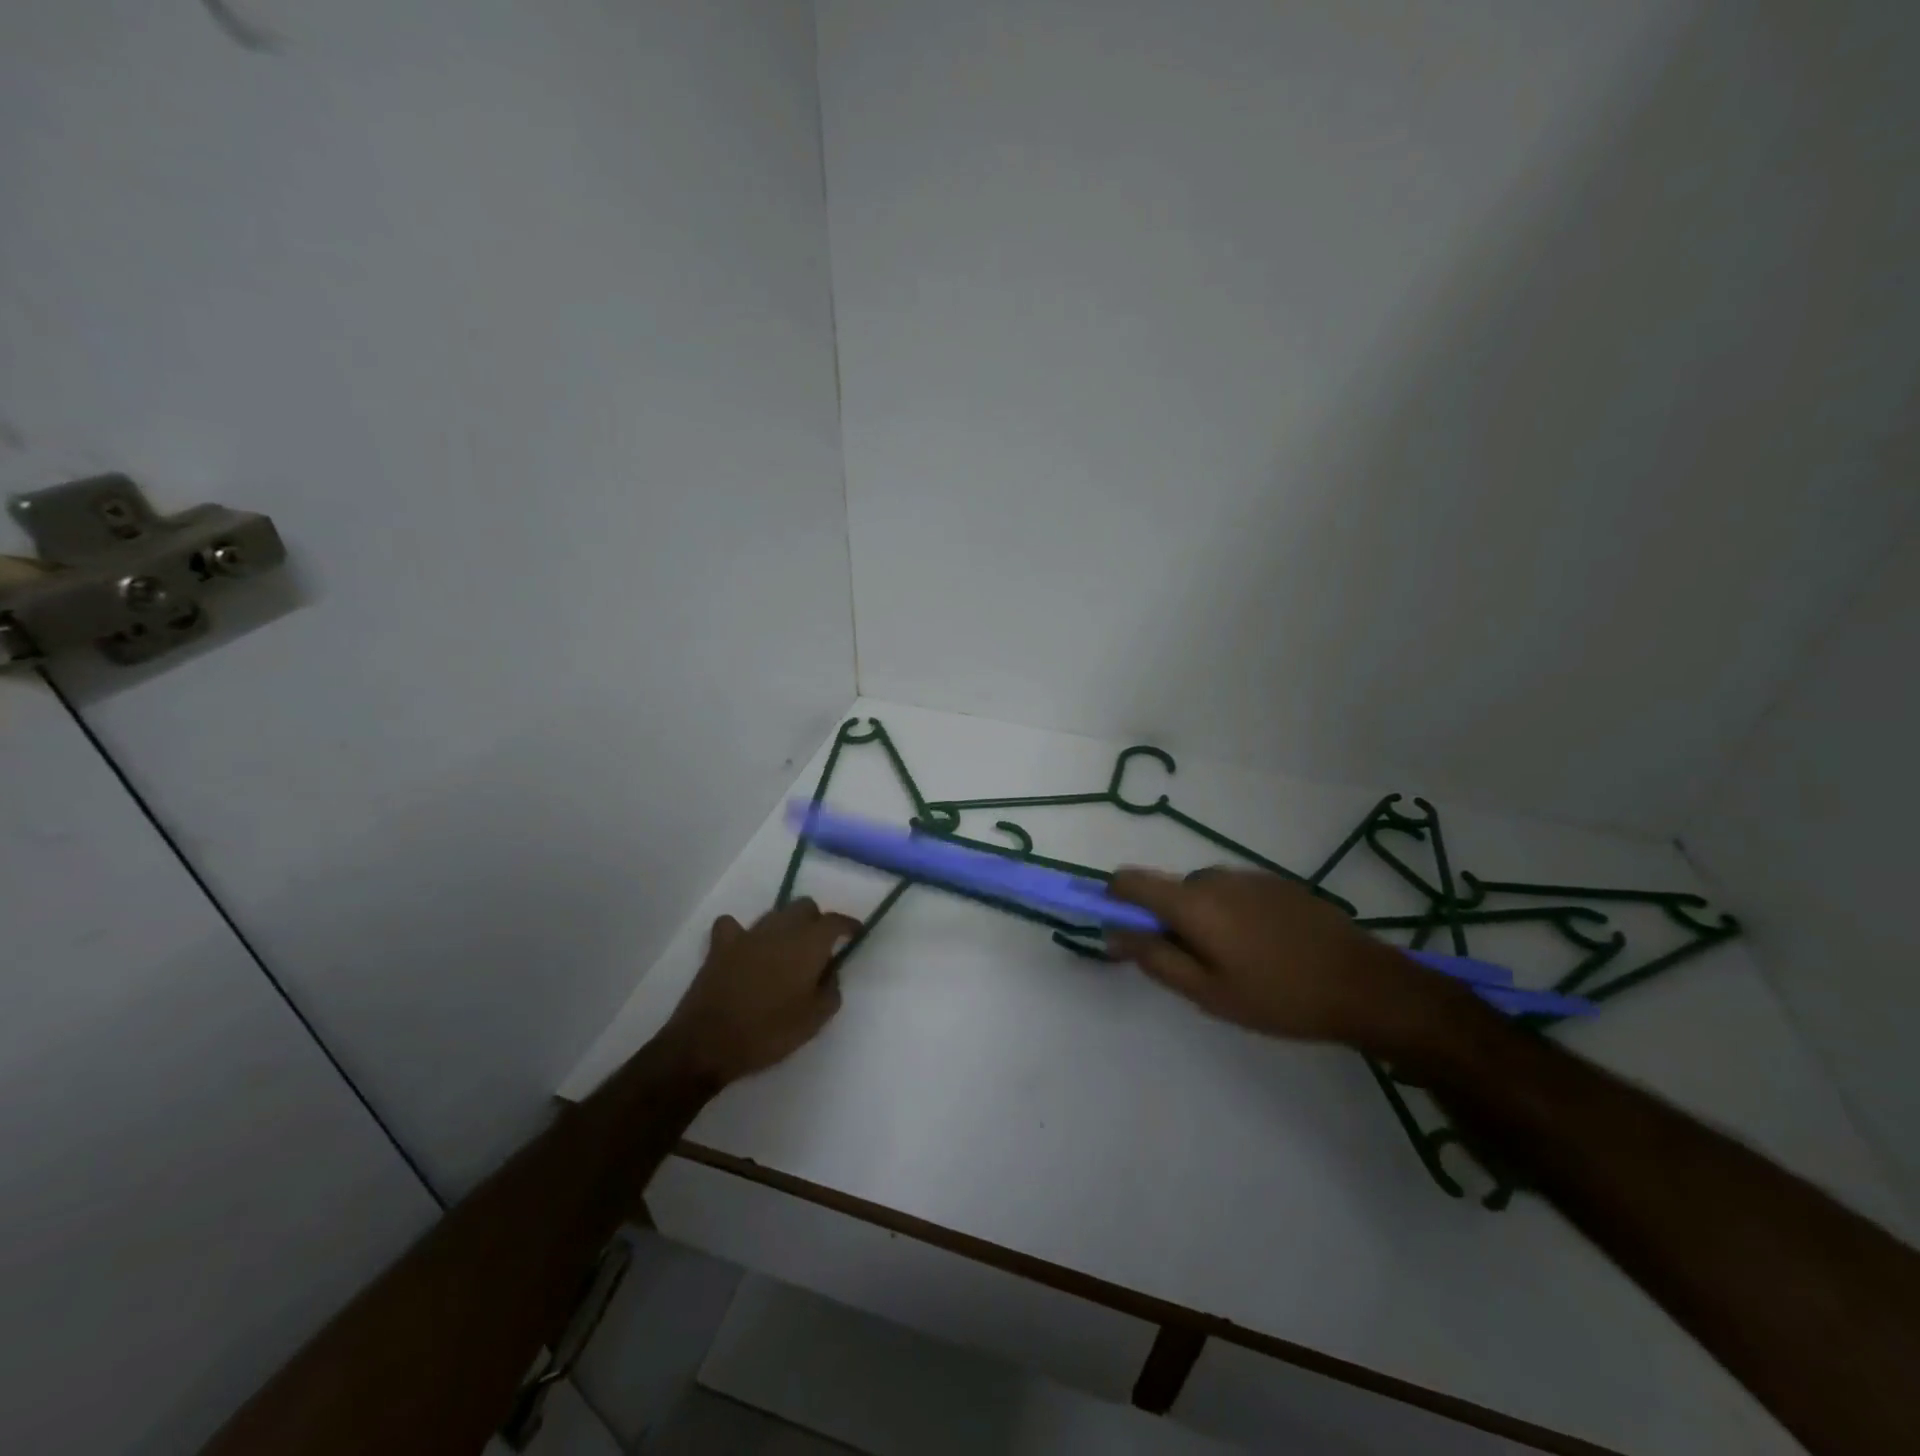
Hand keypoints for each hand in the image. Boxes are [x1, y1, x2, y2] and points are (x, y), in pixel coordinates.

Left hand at [656, 898, 860, 1087]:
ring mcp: (748, 934)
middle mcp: (780, 929)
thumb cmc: (769, 1032)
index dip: (847, 925)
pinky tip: (745, 948)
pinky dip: (741, 932)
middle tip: (818, 948)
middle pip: (804, 907)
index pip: (834, 921)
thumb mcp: (814, 1020)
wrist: (708, 1043)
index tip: (855, 933)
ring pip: (774, 914)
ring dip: (785, 926)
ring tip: (785, 952)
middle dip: (815, 921)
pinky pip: (733, 925)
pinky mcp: (720, 945)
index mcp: (808, 944)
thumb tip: (830, 971)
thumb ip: (831, 989)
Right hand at [1107, 867, 1456, 1053]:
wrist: (1367, 985)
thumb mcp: (1207, 992)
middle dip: (1168, 923)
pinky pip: (1234, 894)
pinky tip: (1267, 952)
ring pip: (1203, 894)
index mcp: (1192, 900)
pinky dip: (1232, 916)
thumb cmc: (1278, 995)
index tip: (1123, 932)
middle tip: (1197, 970)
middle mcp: (1214, 876)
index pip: (1129, 880)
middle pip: (1168, 891)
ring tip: (1238, 966)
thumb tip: (1113, 932)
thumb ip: (1154, 958)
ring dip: (1203, 921)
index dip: (1114, 900)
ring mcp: (1249, 876)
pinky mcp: (1278, 883)